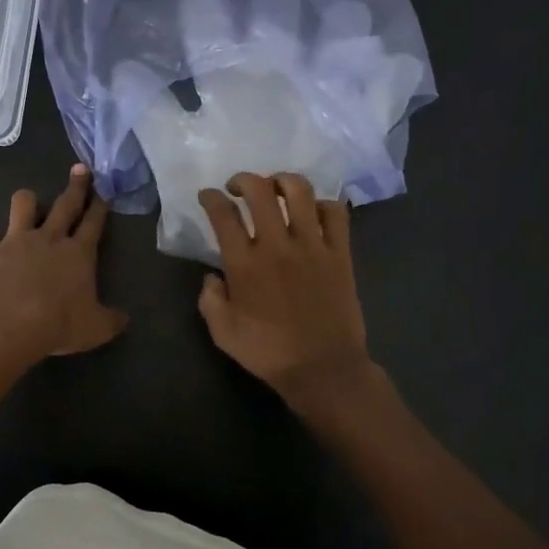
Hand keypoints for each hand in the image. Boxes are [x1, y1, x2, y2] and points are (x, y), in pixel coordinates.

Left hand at [0, 164, 127, 366]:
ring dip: (28, 201)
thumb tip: (124, 319)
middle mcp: (49, 238)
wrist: (6, 325)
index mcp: (78, 253)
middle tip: (80, 168)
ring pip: (24, 205)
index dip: (100, 205)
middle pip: (66, 203)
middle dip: (76, 185)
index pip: (94, 222)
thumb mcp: (95, 329)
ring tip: (29, 203)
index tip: (104, 189)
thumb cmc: (57, 325)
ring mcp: (16, 241)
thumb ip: (110, 320)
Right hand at [196, 173, 388, 418]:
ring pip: (300, 192)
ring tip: (276, 188)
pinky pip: (336, 213)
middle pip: (259, 190)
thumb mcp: (222, 332)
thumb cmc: (268, 352)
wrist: (323, 369)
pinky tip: (314, 211)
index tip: (208, 196)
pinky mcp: (340, 253)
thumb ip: (209, 298)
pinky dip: (323, 204)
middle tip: (238, 187)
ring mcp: (312, 246)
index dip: (211, 197)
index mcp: (244, 263)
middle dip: (244, 179)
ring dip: (283, 181)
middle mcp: (277, 245)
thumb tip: (213, 276)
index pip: (222, 214)